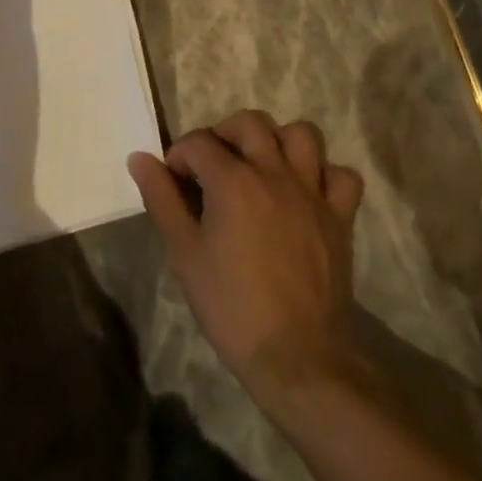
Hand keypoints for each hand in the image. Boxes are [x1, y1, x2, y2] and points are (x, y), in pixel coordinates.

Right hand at [129, 111, 365, 406]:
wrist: (297, 357)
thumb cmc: (231, 306)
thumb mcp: (184, 254)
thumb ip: (161, 199)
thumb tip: (139, 158)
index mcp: (233, 180)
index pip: (199, 143)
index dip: (180, 157)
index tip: (174, 182)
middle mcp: (274, 172)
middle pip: (249, 123)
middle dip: (224, 134)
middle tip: (213, 166)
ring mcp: (312, 192)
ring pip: (301, 135)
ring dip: (278, 141)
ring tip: (261, 165)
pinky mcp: (340, 217)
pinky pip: (343, 176)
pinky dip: (325, 175)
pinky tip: (306, 191)